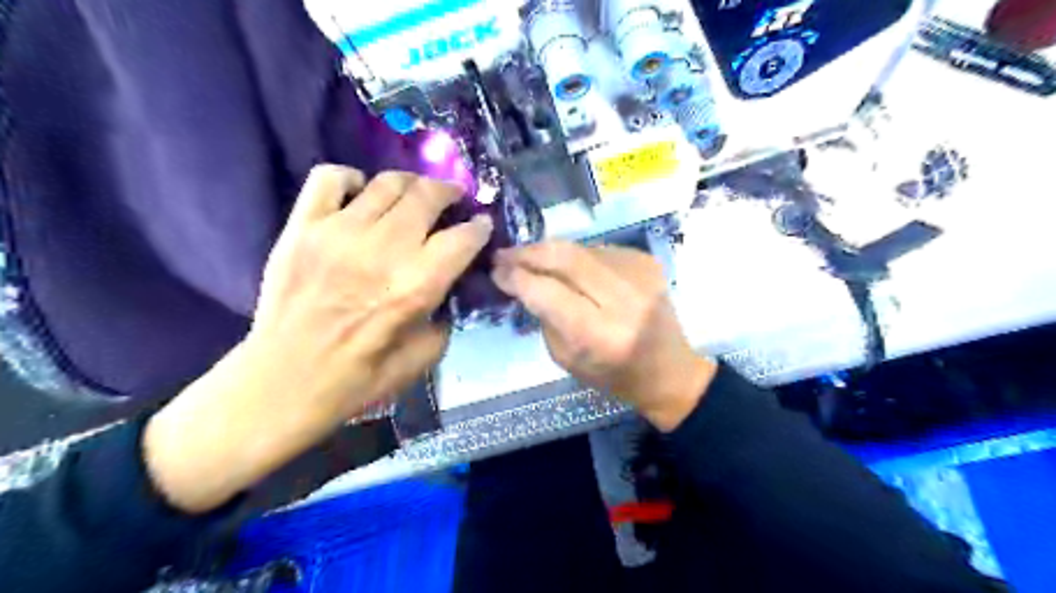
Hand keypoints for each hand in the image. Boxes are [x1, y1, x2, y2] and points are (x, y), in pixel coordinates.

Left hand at [143, 165, 491, 510]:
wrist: (285, 380)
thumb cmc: (360, 376)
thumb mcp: (425, 356)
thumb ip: (446, 315)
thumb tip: (450, 284)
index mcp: (417, 285)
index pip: (464, 237)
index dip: (480, 228)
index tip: (482, 227)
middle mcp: (384, 249)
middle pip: (429, 195)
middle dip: (450, 193)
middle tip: (452, 201)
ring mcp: (339, 231)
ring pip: (388, 181)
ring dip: (411, 184)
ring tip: (413, 196)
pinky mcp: (303, 226)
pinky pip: (330, 178)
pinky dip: (352, 179)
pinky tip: (360, 197)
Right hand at [490, 240, 713, 430]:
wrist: (669, 370)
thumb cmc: (613, 376)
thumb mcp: (566, 359)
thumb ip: (544, 317)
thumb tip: (522, 279)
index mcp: (600, 335)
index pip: (548, 292)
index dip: (517, 276)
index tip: (495, 269)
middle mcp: (623, 299)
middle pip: (565, 257)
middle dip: (529, 252)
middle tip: (505, 254)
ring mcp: (640, 275)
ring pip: (581, 248)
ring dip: (551, 252)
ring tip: (532, 259)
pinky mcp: (647, 261)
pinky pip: (598, 249)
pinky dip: (577, 256)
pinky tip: (570, 269)